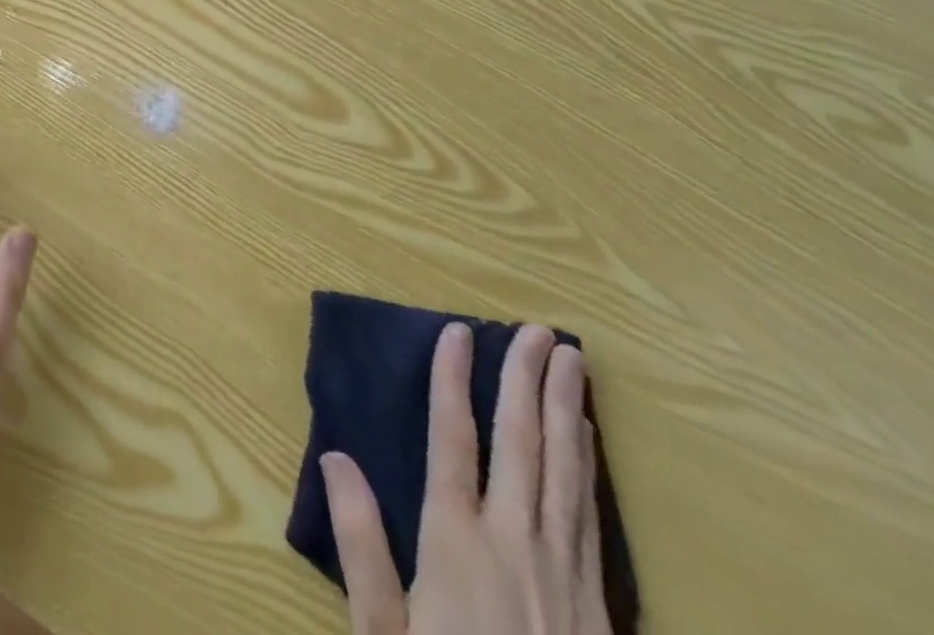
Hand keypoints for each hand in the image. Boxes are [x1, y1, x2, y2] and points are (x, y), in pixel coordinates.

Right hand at [321, 323, 610, 634]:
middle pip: (521, 442)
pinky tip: (585, 436)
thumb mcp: (383, 634)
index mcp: (456, 542)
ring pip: (564, 471)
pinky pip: (589, 515)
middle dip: (527, 379)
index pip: (453, 438)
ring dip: (565, 409)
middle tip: (540, 329)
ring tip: (571, 360)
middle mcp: (513, 542)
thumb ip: (361, 544)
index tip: (459, 331)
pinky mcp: (598, 607)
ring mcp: (563, 573)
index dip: (453, 380)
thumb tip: (335, 457)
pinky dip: (586, 464)